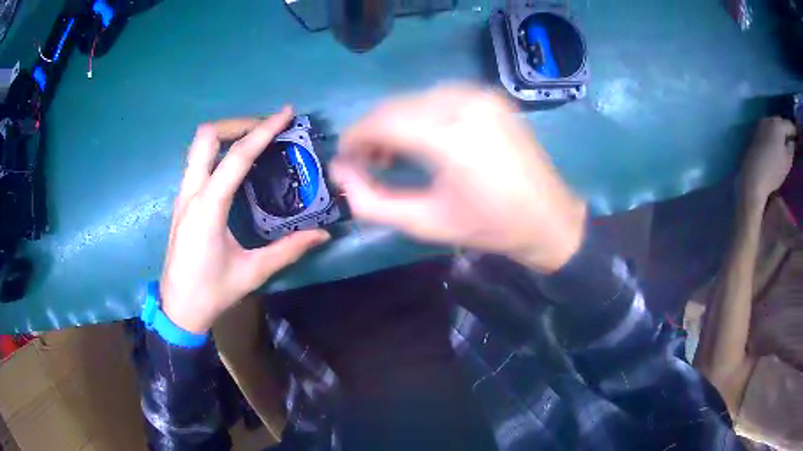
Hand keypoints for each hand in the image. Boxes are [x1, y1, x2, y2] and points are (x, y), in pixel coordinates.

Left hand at [161, 108, 329, 333]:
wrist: (178, 309)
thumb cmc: (212, 291)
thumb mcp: (252, 272)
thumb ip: (288, 250)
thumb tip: (323, 234)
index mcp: (208, 208)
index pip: (236, 156)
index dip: (262, 131)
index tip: (285, 114)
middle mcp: (191, 193)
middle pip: (206, 136)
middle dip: (237, 123)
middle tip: (265, 129)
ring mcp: (182, 195)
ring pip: (198, 146)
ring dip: (226, 135)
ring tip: (254, 141)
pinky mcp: (182, 202)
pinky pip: (196, 162)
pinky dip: (217, 151)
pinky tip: (234, 166)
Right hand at [330, 85, 585, 272]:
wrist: (548, 218)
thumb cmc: (488, 227)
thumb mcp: (424, 224)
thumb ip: (372, 202)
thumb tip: (339, 172)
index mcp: (450, 138)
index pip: (382, 122)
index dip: (354, 138)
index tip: (345, 159)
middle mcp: (464, 103)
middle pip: (395, 106)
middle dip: (372, 131)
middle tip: (367, 162)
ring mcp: (480, 96)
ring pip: (414, 99)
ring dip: (395, 122)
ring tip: (393, 154)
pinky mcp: (489, 97)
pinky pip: (438, 97)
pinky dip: (419, 114)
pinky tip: (421, 138)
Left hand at [741, 117, 796, 206]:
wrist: (753, 177)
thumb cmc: (774, 169)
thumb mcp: (788, 160)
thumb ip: (791, 147)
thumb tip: (792, 141)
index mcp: (777, 123)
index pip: (789, 124)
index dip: (795, 131)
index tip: (798, 136)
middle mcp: (768, 119)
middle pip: (781, 123)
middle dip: (787, 130)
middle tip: (793, 140)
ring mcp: (760, 125)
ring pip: (774, 126)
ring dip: (780, 133)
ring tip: (786, 143)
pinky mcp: (755, 135)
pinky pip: (768, 132)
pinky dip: (774, 137)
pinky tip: (777, 146)